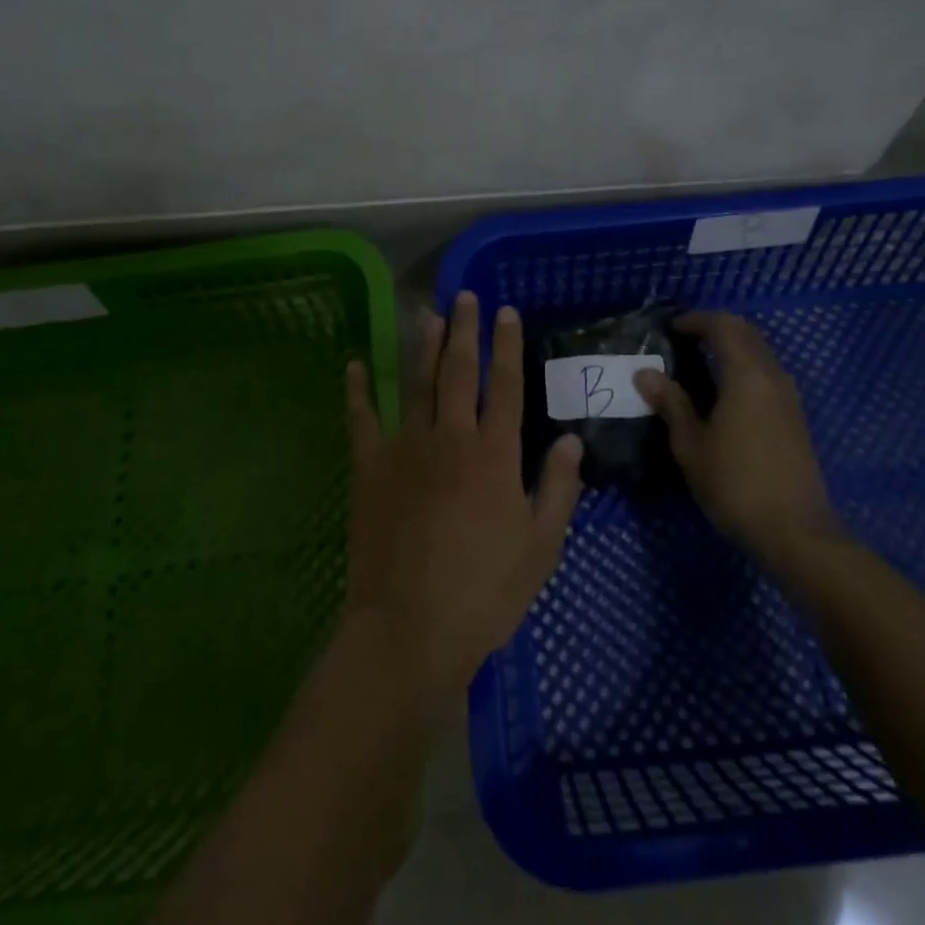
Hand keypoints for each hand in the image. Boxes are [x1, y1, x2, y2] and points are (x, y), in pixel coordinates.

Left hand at [343, 291, 584, 706]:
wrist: (410, 627)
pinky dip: (357, 390)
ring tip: (427, 313)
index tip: (506, 313)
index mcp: (495, 455)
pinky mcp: (369, 468)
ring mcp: (406, 448)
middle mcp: (451, 438)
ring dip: (423, 346)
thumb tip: (570, 439)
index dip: (507, 346)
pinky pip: (361, 419)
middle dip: (464, 331)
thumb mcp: (540, 547)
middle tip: (464, 297)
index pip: (505, 386)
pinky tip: (354, 364)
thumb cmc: (484, 592)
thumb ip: (557, 488)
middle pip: (459, 372)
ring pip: (416, 384)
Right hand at [635, 312, 842, 563]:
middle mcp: (772, 375)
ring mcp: (788, 396)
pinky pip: (766, 373)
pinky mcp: (794, 416)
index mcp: (746, 375)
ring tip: (697, 365)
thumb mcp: (691, 445)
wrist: (795, 530)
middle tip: (681, 341)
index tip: (668, 329)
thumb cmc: (735, 484)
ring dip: (731, 347)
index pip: (723, 326)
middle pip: (745, 333)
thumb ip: (671, 403)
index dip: (695, 320)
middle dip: (714, 328)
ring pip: (759, 352)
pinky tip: (722, 392)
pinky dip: (743, 367)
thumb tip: (645, 373)